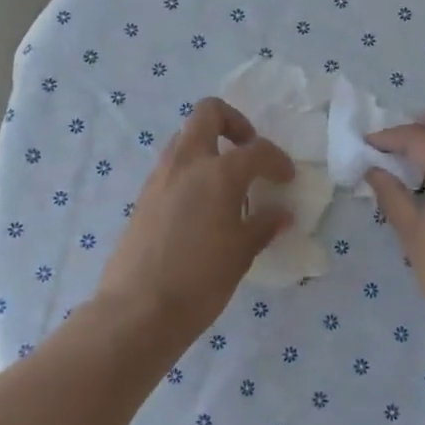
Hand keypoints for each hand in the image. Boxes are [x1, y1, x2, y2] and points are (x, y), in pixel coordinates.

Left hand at [96, 97, 294, 351]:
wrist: (138, 310)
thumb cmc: (200, 281)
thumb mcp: (242, 254)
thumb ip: (263, 226)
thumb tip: (281, 213)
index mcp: (218, 173)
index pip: (256, 150)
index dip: (277, 160)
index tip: (286, 178)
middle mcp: (186, 163)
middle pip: (208, 113)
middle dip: (234, 123)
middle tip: (248, 152)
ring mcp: (159, 177)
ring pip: (185, 138)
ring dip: (209, 147)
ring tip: (227, 183)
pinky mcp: (143, 197)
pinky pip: (172, 166)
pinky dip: (191, 171)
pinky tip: (203, 207)